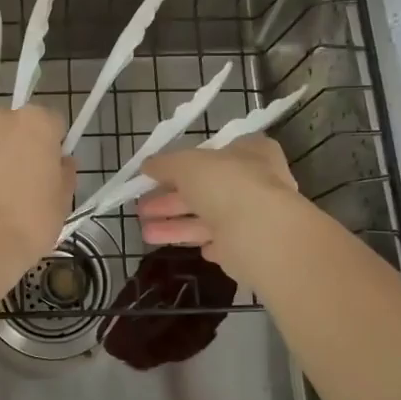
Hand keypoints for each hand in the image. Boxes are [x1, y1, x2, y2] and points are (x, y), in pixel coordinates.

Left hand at [0, 105, 75, 284]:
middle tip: (25, 179)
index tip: (52, 168)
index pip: (53, 122)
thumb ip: (65, 172)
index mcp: (35, 122)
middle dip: (22, 144)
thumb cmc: (30, 221)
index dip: (54, 145)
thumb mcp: (63, 200)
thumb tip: (60, 163)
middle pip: (17, 126)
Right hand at [137, 136, 301, 276]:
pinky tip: (187, 247)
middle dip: (171, 200)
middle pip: (206, 189)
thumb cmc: (224, 184)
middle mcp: (256, 182)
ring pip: (209, 219)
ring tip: (146, 233)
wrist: (258, 233)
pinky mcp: (250, 247)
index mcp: (250, 152)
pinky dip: (203, 243)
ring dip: (176, 225)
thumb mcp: (186, 164)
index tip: (158, 175)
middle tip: (142, 208)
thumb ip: (165, 164)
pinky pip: (222, 243)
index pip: (215, 153)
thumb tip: (147, 165)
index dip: (184, 163)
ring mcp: (255, 216)